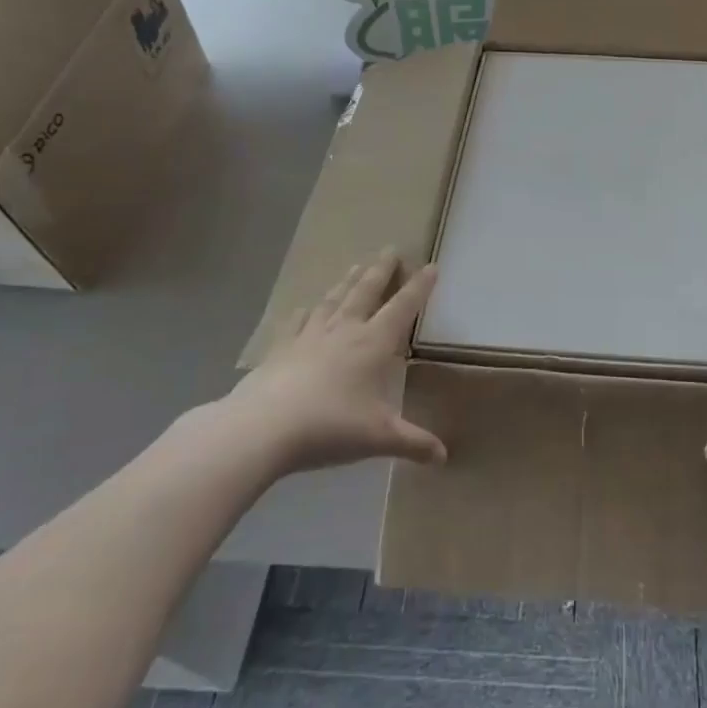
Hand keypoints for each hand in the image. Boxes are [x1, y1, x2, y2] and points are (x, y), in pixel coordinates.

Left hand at [220, 251, 446, 477]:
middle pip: (366, 291)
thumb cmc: (330, 426)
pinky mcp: (281, 349)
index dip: (420, 287)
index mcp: (374, 343)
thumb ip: (413, 443)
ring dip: (348, 282)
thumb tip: (444, 457)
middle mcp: (345, 330)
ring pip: (334, 299)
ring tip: (356, 266)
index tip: (431, 266)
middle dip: (381, 270)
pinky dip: (305, 311)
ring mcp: (310, 336)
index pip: (403, 307)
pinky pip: (297, 322)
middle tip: (391, 250)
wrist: (262, 428)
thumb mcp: (379, 437)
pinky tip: (305, 307)